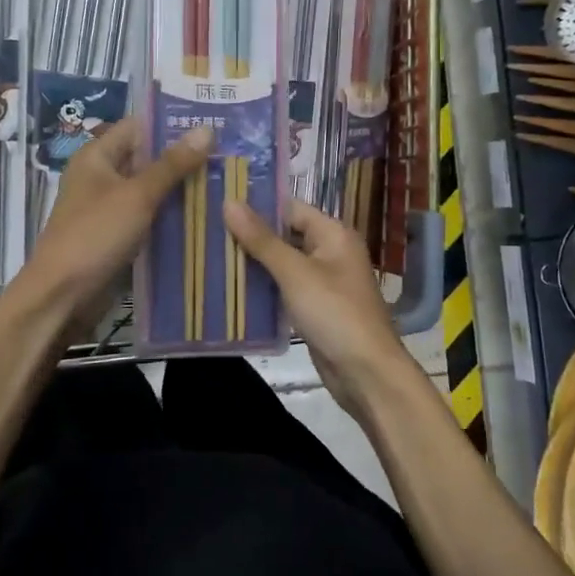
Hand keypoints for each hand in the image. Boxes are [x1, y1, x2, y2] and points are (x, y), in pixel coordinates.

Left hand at [20, 118, 212, 329]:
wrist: (62, 296)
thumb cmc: (95, 235)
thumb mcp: (137, 195)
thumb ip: (172, 164)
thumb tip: (207, 129)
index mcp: (96, 156)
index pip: (138, 126)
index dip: (172, 123)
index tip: (213, 123)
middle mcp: (100, 176)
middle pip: (146, 158)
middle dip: (183, 158)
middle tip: (229, 154)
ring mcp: (108, 207)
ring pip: (150, 189)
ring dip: (180, 188)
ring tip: (225, 181)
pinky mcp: (116, 234)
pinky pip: (148, 216)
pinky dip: (170, 214)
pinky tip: (204, 215)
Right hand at [223, 197, 414, 418]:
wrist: (366, 373)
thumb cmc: (334, 313)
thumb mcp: (294, 273)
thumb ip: (261, 239)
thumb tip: (229, 202)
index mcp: (333, 234)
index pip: (290, 208)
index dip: (257, 206)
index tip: (219, 205)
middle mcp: (331, 252)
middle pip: (286, 235)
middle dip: (251, 236)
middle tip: (208, 232)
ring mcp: (324, 282)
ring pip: (283, 264)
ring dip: (254, 263)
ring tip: (212, 256)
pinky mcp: (315, 308)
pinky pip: (285, 288)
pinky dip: (264, 287)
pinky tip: (232, 288)